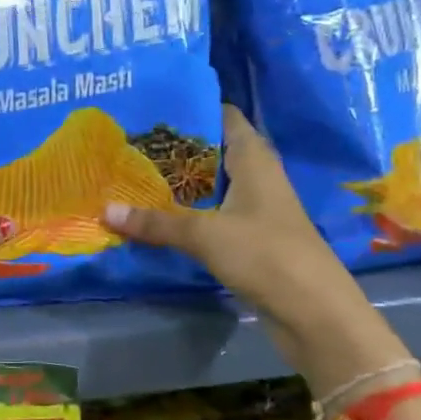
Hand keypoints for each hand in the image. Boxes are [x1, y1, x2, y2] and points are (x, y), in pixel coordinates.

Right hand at [105, 105, 393, 393]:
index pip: (223, 116)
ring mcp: (256, 209)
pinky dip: (188, 212)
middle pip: (212, 151)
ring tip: (134, 173)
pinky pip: (212, 214)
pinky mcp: (251, 239)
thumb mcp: (204, 235)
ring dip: (179, 182)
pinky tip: (157, 215)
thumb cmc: (265, 254)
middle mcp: (256, 176)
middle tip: (129, 141)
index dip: (191, 108)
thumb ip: (155, 222)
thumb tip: (104, 210)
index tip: (151, 106)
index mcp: (253, 159)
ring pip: (211, 185)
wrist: (315, 314)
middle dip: (175, 147)